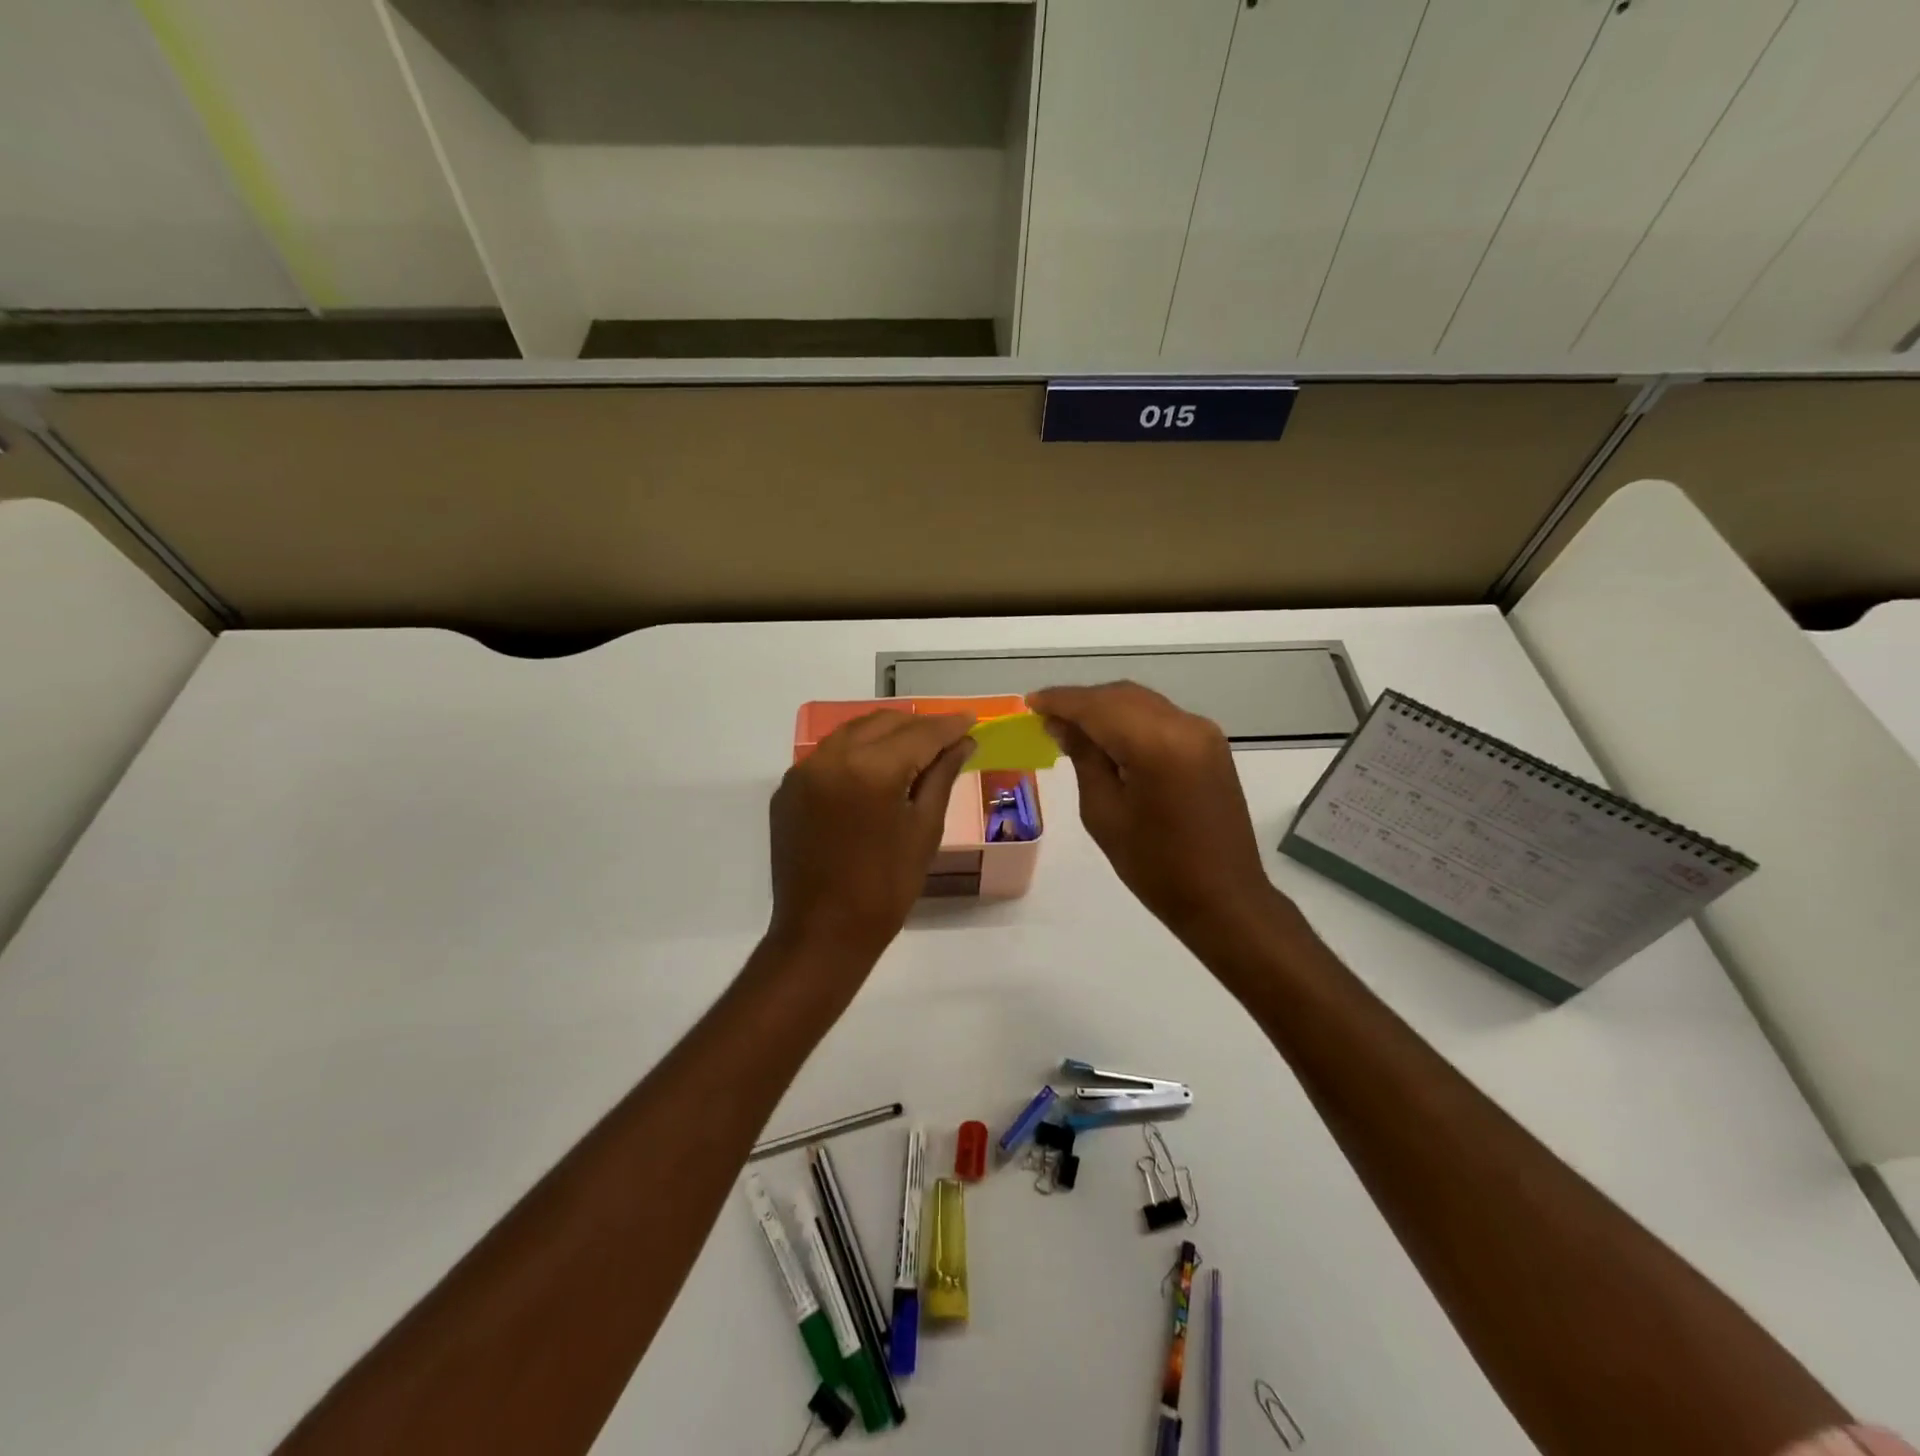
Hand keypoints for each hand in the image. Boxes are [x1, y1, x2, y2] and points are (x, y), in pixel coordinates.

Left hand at [767, 710, 975, 967]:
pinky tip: (874, 772)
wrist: (822, 933)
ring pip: (853, 733)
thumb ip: (941, 776)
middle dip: (918, 727)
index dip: (948, 726)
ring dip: (886, 734)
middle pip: (883, 723)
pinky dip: (856, 753)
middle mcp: (831, 758)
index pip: (919, 733)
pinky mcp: (788, 790)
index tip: (971, 721)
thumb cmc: (886, 888)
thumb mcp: (924, 830)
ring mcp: (803, 772)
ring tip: (914, 750)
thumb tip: (962, 742)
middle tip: (947, 739)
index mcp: (870, 769)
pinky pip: (829, 756)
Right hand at [1029, 682, 1281, 941]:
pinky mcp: (1211, 745)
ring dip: (1105, 708)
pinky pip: (1161, 717)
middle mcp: (1184, 725)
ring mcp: (1203, 732)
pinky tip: (1108, 738)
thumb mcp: (1104, 813)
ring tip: (1072, 727)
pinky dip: (1130, 719)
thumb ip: (1084, 758)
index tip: (1030, 703)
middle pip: (1121, 696)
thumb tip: (1062, 724)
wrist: (1223, 897)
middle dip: (1082, 701)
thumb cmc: (1155, 865)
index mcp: (1156, 744)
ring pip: (1141, 702)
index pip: (1097, 706)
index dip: (1061, 701)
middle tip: (1046, 717)